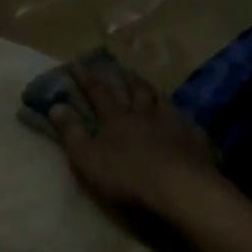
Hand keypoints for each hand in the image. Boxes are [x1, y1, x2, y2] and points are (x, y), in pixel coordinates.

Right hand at [47, 57, 224, 217]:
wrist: (181, 188)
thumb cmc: (127, 176)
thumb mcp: (87, 158)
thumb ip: (71, 132)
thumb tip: (56, 106)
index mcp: (116, 118)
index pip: (98, 91)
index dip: (86, 77)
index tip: (76, 63)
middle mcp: (145, 113)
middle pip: (135, 89)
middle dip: (125, 78)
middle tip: (121, 68)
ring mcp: (174, 122)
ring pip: (162, 100)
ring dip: (153, 91)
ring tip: (150, 87)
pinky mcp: (196, 137)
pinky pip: (186, 121)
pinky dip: (180, 116)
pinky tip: (182, 119)